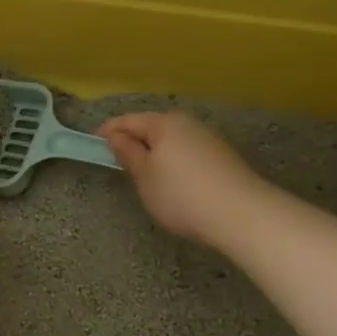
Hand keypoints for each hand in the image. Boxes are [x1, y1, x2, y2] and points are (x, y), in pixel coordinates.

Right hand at [100, 110, 263, 244]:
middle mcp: (188, 124)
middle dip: (135, 141)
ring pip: (172, 141)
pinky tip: (175, 184)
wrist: (242, 215)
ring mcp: (209, 139)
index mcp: (164, 123)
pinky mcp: (224, 158)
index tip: (94, 144)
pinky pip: (189, 153)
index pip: (128, 121)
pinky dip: (175, 163)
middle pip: (152, 128)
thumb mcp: (144, 176)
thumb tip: (116, 137)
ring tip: (147, 177)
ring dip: (156, 153)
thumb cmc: (181, 194)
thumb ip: (127, 153)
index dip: (108, 131)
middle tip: (120, 163)